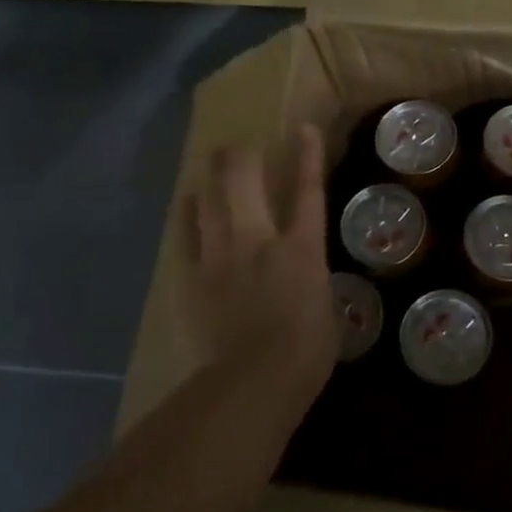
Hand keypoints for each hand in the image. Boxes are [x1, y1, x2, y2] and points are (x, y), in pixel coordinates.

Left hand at [183, 124, 337, 417]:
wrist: (252, 382)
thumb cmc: (305, 353)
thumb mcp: (325, 307)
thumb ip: (312, 278)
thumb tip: (304, 273)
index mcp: (302, 248)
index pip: (307, 190)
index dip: (306, 156)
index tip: (302, 129)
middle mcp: (259, 239)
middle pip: (246, 180)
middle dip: (243, 155)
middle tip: (242, 145)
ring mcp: (221, 255)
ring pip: (210, 199)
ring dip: (212, 175)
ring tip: (212, 161)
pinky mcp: (193, 277)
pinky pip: (187, 234)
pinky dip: (188, 213)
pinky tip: (187, 201)